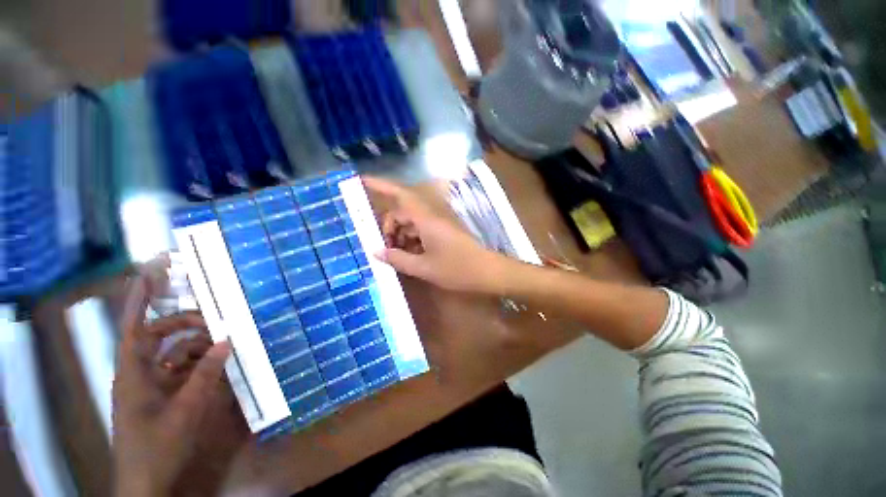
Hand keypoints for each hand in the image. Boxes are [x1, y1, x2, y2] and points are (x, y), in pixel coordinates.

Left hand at [112, 264, 244, 496]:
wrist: (148, 482)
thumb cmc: (156, 446)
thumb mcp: (184, 411)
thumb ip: (205, 374)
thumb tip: (227, 340)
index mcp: (134, 372)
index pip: (135, 326)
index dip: (141, 297)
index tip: (152, 270)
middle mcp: (140, 371)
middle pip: (159, 334)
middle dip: (185, 322)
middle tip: (216, 318)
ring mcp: (153, 382)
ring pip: (174, 350)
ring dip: (197, 343)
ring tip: (224, 341)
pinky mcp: (164, 393)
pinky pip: (182, 367)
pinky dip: (200, 361)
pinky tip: (218, 361)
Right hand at [363, 176, 511, 294]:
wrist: (488, 272)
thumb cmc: (457, 269)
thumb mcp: (423, 268)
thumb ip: (398, 259)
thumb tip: (376, 252)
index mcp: (426, 219)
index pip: (400, 195)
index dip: (381, 186)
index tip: (362, 182)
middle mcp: (432, 216)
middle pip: (403, 211)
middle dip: (389, 225)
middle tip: (383, 246)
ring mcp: (439, 224)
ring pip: (412, 222)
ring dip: (400, 234)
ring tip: (395, 255)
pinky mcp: (444, 232)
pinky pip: (422, 230)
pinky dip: (412, 239)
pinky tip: (409, 255)